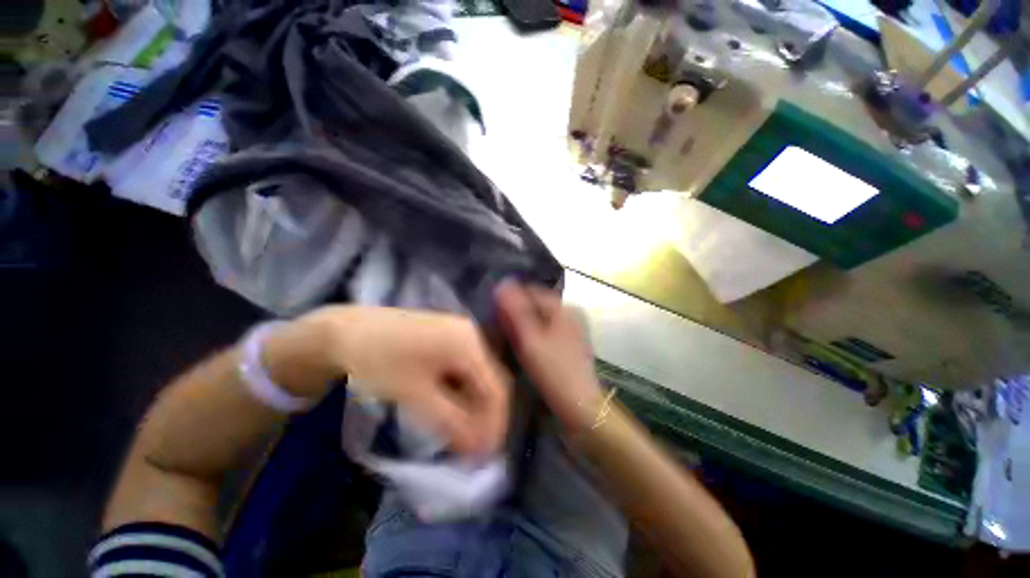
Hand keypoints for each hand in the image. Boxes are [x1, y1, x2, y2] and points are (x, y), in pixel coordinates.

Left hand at [306, 306, 510, 454]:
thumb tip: (480, 450)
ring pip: (478, 375)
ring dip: (473, 404)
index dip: (495, 425)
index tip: (485, 457)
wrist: (345, 331)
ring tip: (460, 431)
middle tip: (472, 449)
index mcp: (469, 344)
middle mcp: (473, 335)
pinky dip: (462, 390)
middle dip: (485, 416)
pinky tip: (449, 405)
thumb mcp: (415, 395)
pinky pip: (466, 367)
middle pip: (490, 381)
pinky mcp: (451, 336)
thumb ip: (452, 422)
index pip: (497, 390)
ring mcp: (462, 333)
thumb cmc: (379, 362)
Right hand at [495, 281, 603, 434]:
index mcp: (564, 307)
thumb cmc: (554, 372)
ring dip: (524, 326)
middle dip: (517, 315)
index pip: (530, 292)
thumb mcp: (530, 340)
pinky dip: (534, 335)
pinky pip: (546, 330)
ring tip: (510, 341)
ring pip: (540, 319)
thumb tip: (503, 283)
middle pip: (535, 305)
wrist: (581, 407)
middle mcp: (571, 312)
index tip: (495, 319)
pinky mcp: (571, 341)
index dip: (510, 302)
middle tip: (501, 332)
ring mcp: (572, 327)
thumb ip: (516, 311)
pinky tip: (525, 348)